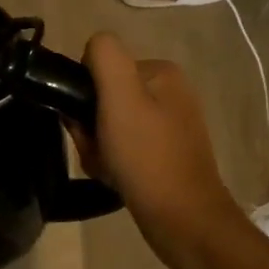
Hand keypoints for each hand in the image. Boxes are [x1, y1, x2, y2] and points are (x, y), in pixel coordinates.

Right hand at [70, 34, 238, 263]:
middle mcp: (169, 92)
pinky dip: (112, 160)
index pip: (101, 67)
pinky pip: (124, 146)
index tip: (86, 122)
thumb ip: (104, 56)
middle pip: (105, 96)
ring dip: (98, 145)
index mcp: (161, 72)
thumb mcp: (120, 96)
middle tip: (96, 150)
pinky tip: (115, 176)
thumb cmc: (147, 155)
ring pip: (110, 124)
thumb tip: (92, 48)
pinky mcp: (167, 153)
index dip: (84, 94)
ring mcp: (170, 124)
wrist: (183, 220)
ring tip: (106, 166)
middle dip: (91, 125)